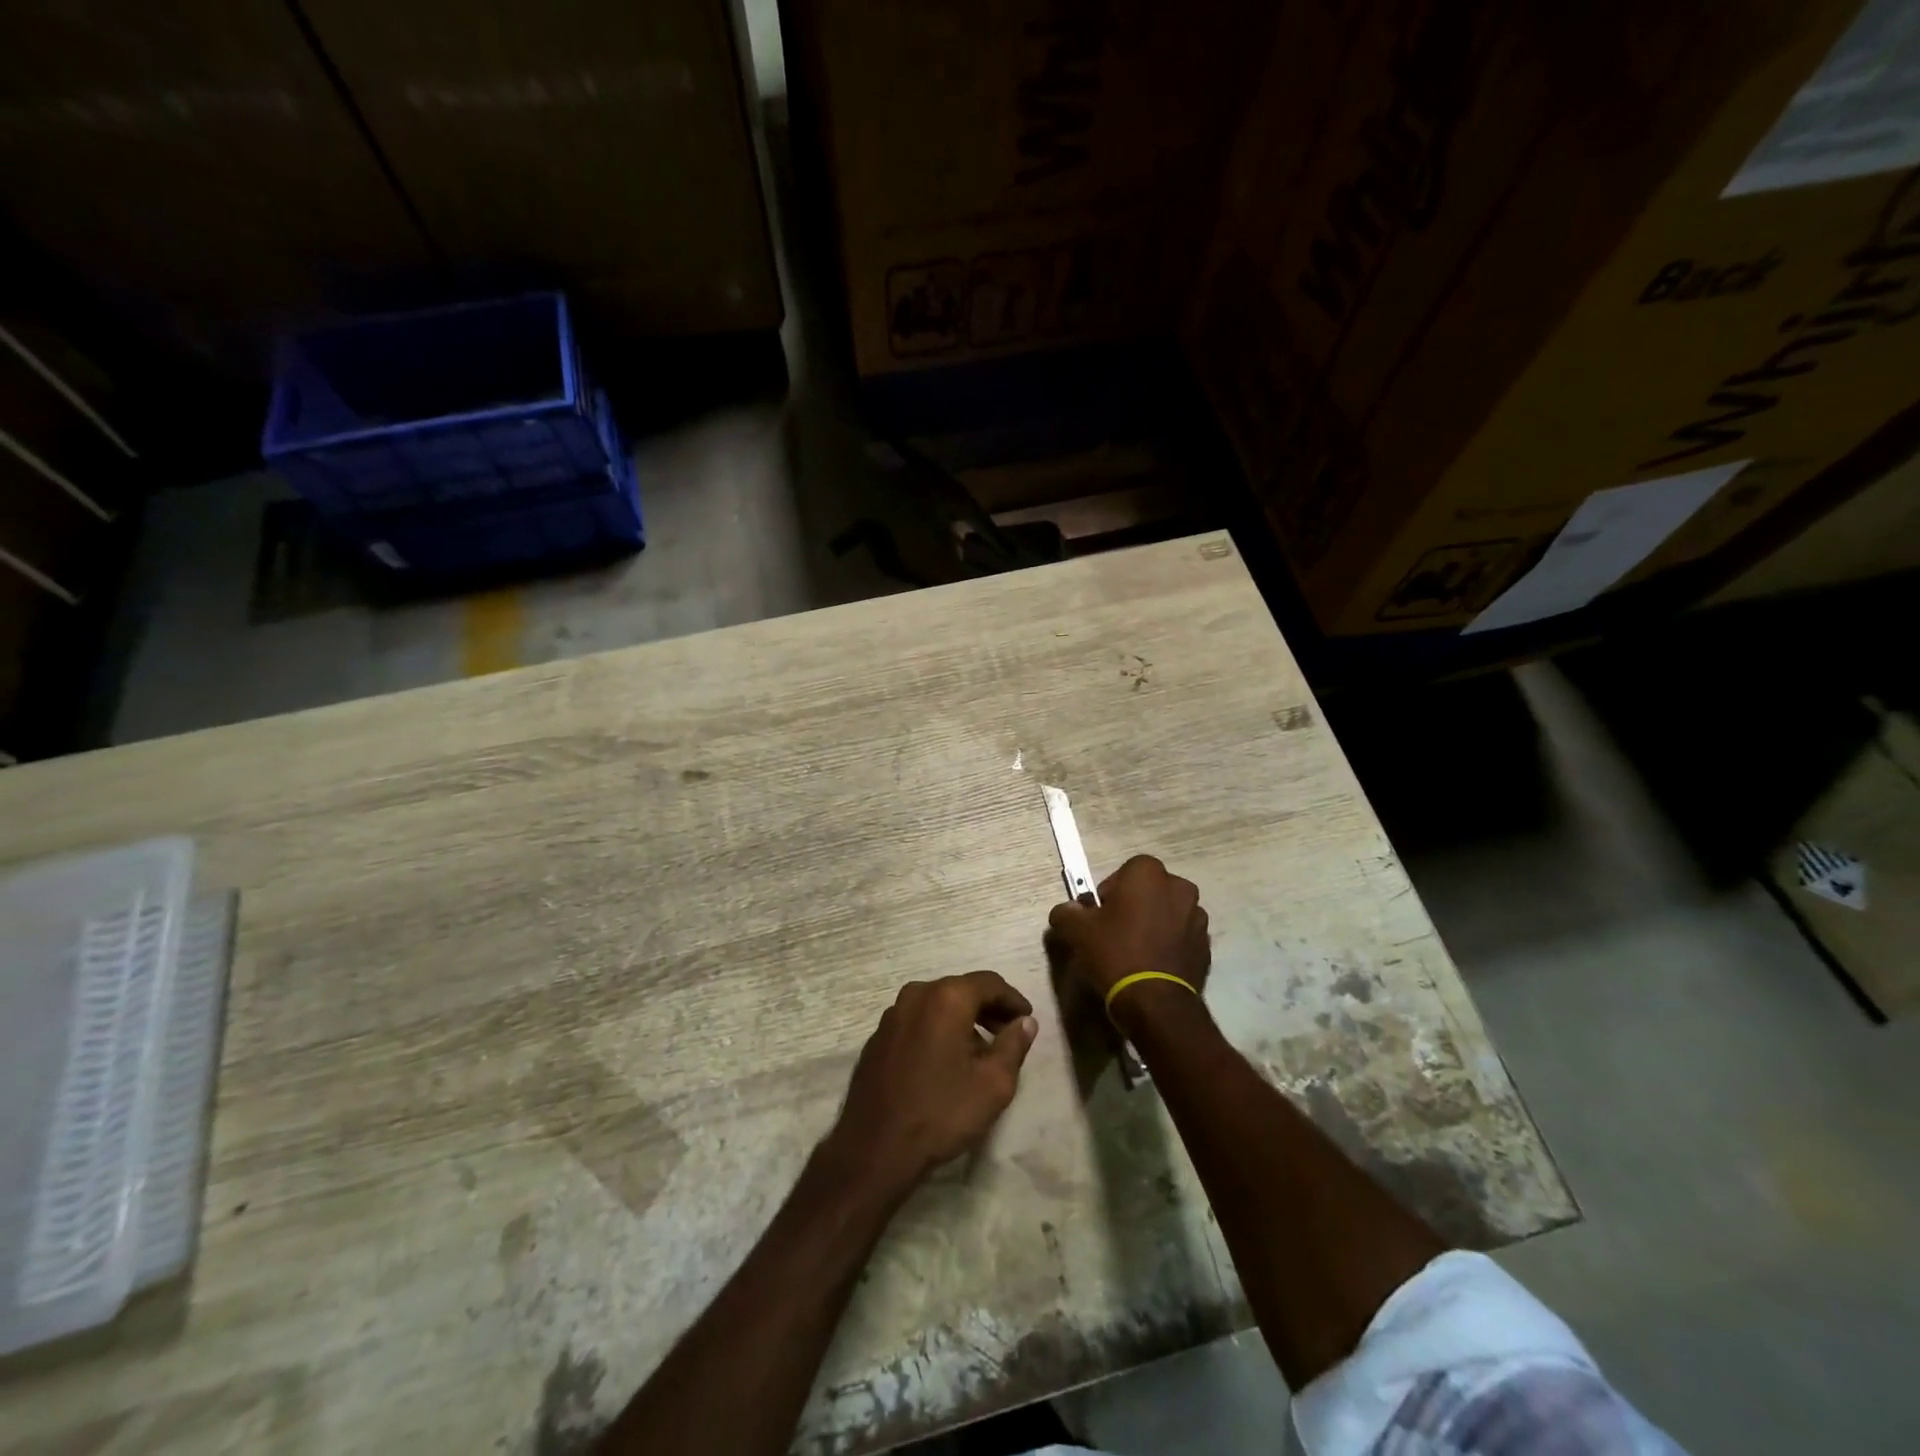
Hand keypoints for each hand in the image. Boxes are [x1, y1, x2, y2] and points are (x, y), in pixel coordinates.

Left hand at [826, 972, 1038, 1196]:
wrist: (875, 1147)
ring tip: (980, 1052)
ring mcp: (892, 1015)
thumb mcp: (993, 1084)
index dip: (1012, 1000)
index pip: (989, 983)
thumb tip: (1025, 1022)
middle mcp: (916, 995)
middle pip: (962, 990)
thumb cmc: (942, 1112)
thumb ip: (1014, 1045)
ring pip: (937, 1005)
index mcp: (946, 998)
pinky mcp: (878, 1037)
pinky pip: (917, 1021)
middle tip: (1007, 1035)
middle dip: (988, 1009)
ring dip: (962, 1020)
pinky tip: (945, 1062)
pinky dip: (937, 1030)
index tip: (1027, 1020)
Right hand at [1046, 854, 1210, 1006]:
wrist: (1156, 1003)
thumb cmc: (1115, 953)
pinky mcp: (1207, 946)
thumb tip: (1066, 911)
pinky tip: (1153, 966)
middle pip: (1150, 890)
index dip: (1110, 893)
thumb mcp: (1077, 931)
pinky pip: (1182, 937)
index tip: (1100, 916)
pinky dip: (1170, 945)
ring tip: (1136, 952)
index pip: (1124, 871)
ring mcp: (1198, 917)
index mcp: (1148, 873)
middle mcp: (1179, 887)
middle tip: (1115, 932)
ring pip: (1168, 913)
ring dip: (1155, 924)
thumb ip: (1066, 912)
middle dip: (1135, 905)